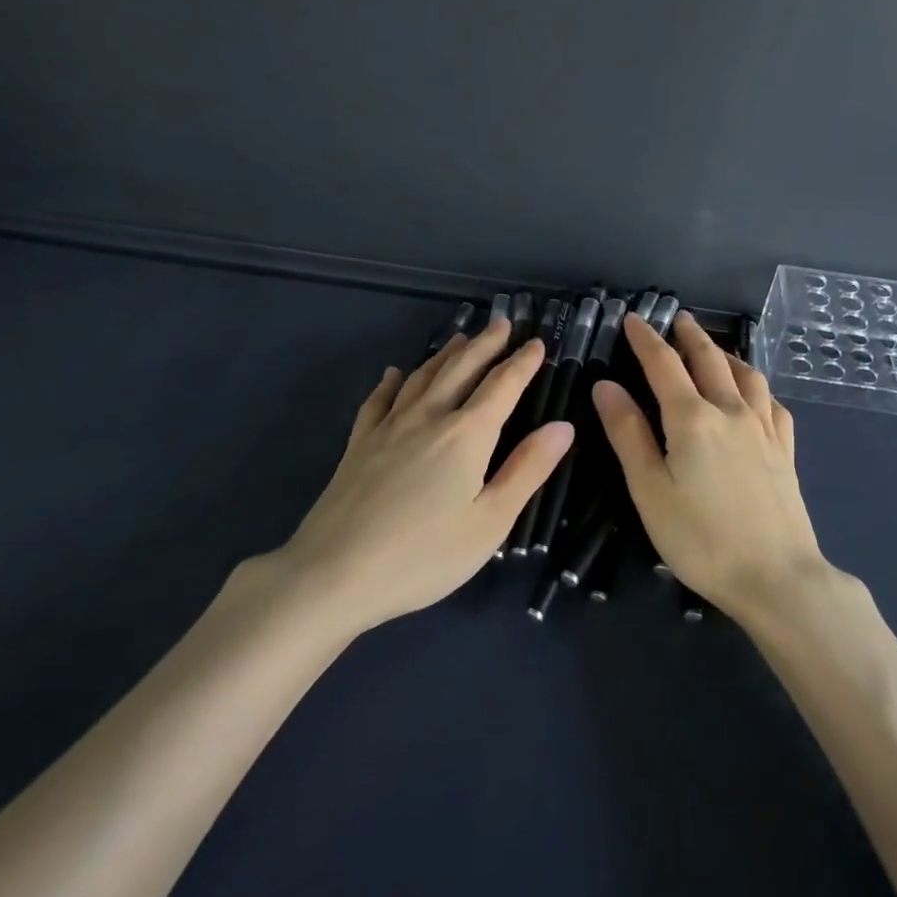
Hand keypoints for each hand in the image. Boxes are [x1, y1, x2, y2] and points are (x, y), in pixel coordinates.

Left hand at [280, 318, 572, 632]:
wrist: (334, 573)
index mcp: (466, 435)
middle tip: (501, 324)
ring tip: (461, 338)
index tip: (537, 342)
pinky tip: (393, 373)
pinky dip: (390, 382)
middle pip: (461, 370)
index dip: (522, 363)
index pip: (502, 386)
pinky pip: (378, 401)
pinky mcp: (359, 444)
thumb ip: (527, 470)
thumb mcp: (490, 522)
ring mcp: (388, 428)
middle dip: (485, 345)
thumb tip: (562, 427)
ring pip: (422, 377)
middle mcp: (428, 418)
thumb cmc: (424, 556)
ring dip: (445, 355)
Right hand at [593, 311, 825, 622]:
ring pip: (747, 375)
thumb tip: (606, 386)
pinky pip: (772, 404)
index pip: (664, 364)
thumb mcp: (649, 489)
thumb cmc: (701, 538)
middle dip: (690, 336)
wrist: (776, 577)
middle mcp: (731, 411)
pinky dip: (758, 387)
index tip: (634, 319)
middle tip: (678, 319)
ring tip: (715, 349)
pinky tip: (756, 395)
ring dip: (726, 354)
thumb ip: (628, 434)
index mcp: (692, 418)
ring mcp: (764, 430)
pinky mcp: (785, 451)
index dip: (646, 339)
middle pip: (709, 360)